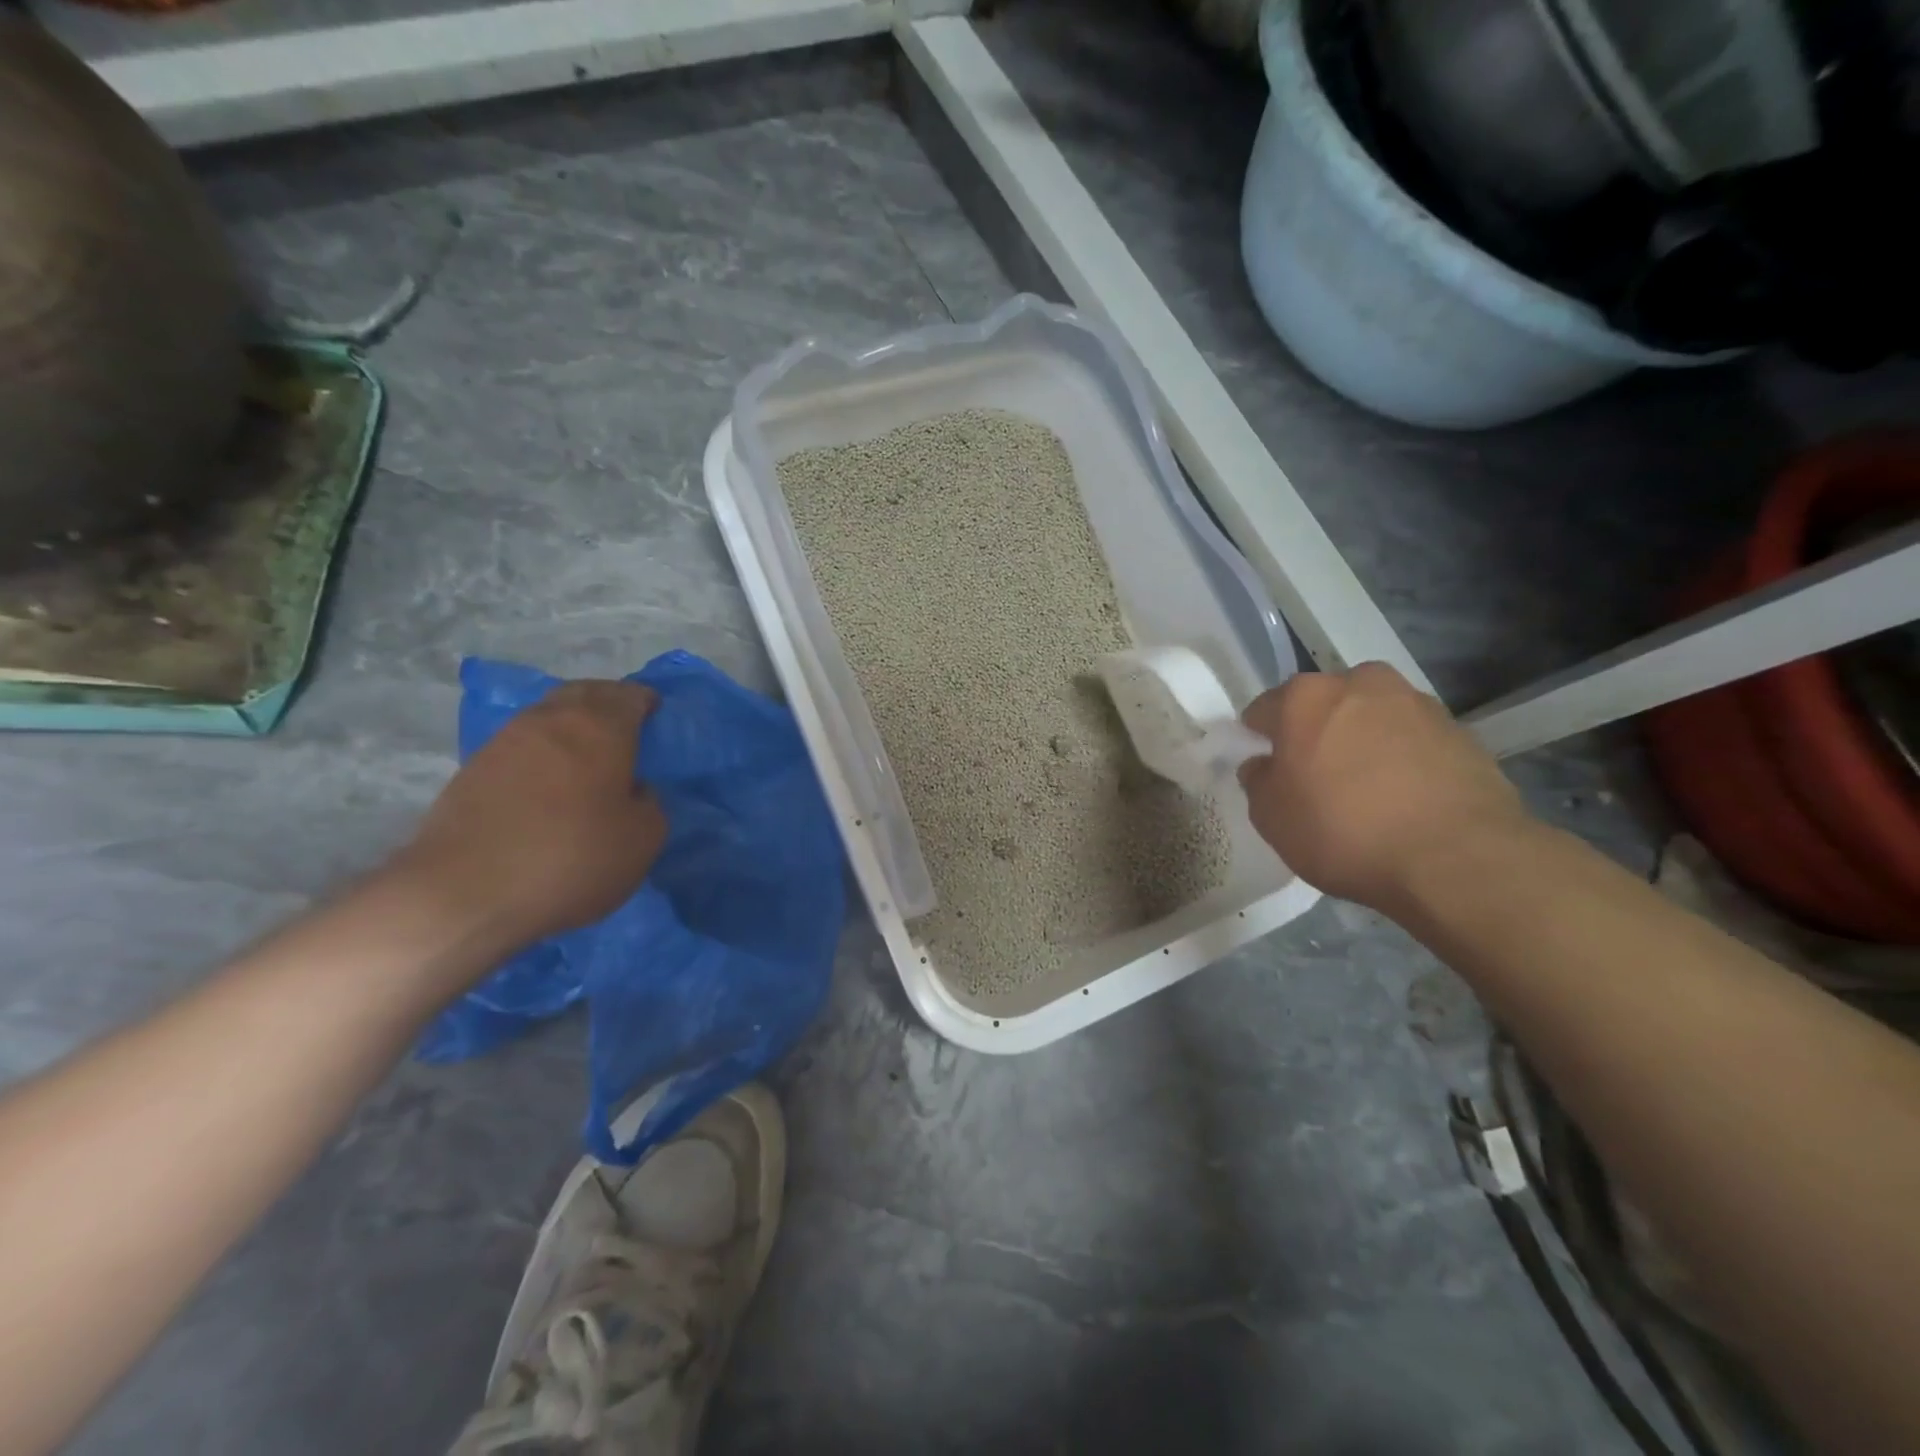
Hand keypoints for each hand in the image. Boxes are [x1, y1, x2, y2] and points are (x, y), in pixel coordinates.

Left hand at [393, 680, 666, 948]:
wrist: (464, 894)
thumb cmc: (571, 858)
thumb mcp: (643, 839)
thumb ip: (649, 803)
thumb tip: (632, 790)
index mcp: (600, 727)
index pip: (629, 695)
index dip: (645, 702)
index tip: (655, 715)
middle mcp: (551, 720)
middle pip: (584, 694)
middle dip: (607, 702)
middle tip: (624, 725)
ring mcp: (505, 741)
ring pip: (548, 716)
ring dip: (570, 725)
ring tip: (586, 754)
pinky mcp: (472, 770)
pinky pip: (520, 745)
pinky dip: (542, 752)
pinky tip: (549, 781)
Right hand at [1238, 663, 1529, 911]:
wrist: (1457, 858)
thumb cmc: (1344, 830)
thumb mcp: (1272, 818)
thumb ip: (1258, 782)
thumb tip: (1264, 765)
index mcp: (1305, 697)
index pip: (1264, 709)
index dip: (1259, 739)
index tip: (1265, 768)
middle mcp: (1360, 684)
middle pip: (1324, 705)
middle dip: (1316, 733)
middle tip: (1315, 779)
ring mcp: (1416, 703)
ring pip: (1371, 719)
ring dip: (1362, 743)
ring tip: (1366, 793)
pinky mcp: (1461, 731)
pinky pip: (1412, 741)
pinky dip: (1402, 760)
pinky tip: (1404, 801)